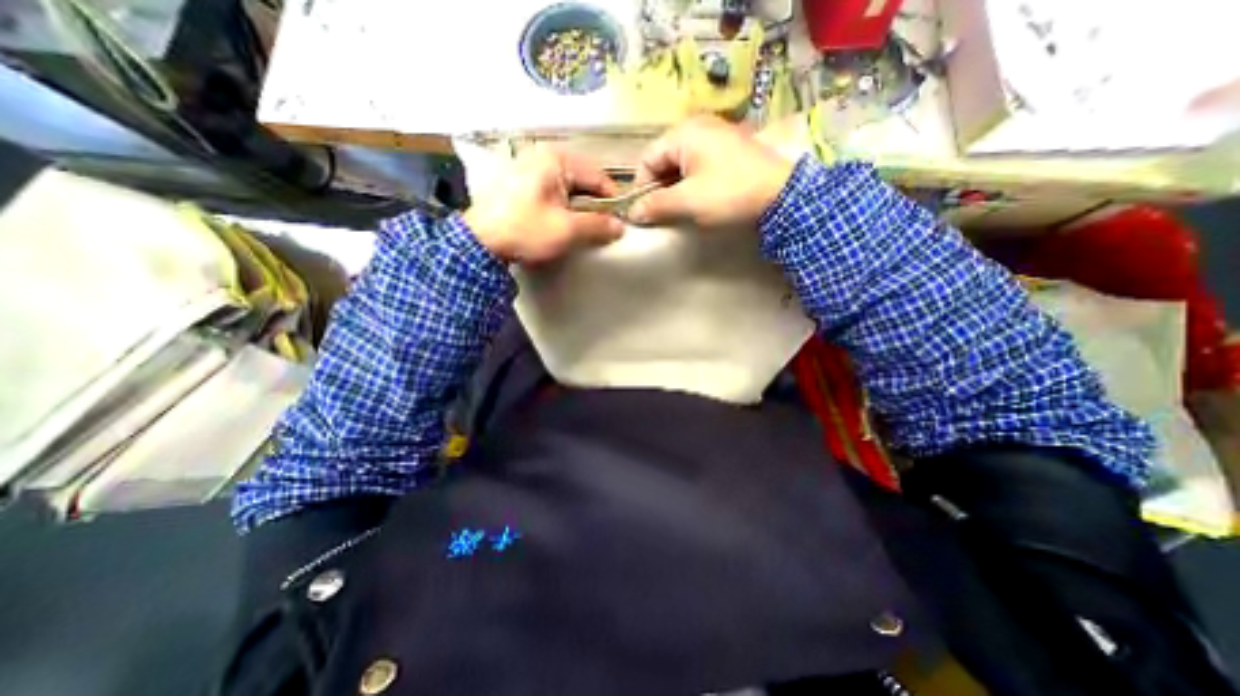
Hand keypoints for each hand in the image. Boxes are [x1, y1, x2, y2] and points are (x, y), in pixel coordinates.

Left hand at [463, 145, 625, 262]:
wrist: (480, 242)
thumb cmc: (525, 230)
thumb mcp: (566, 229)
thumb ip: (597, 225)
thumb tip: (620, 227)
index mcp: (556, 159)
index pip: (597, 175)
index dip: (612, 199)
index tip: (620, 220)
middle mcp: (543, 156)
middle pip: (583, 179)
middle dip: (595, 203)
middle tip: (603, 226)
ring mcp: (529, 167)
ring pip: (568, 186)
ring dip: (580, 206)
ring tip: (585, 227)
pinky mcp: (522, 182)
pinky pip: (553, 190)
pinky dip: (564, 205)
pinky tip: (565, 221)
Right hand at [632, 114, 794, 229]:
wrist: (781, 194)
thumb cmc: (729, 193)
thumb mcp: (688, 201)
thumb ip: (656, 205)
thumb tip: (632, 213)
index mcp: (683, 133)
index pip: (647, 158)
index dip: (640, 187)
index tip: (643, 212)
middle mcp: (696, 127)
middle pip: (663, 160)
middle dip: (657, 188)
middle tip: (661, 214)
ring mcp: (714, 137)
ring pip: (680, 165)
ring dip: (674, 189)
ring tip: (679, 210)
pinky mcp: (727, 150)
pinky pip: (697, 166)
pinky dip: (690, 184)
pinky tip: (696, 200)